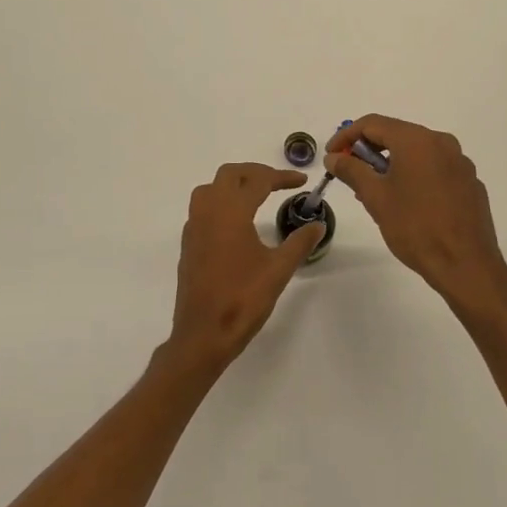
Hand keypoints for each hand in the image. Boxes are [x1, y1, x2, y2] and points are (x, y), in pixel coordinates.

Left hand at [168, 163, 322, 369]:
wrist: (203, 333)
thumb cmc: (242, 299)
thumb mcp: (278, 270)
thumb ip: (299, 243)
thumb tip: (317, 225)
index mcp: (231, 211)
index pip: (257, 180)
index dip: (282, 177)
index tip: (302, 181)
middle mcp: (208, 211)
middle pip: (229, 175)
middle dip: (255, 173)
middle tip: (279, 183)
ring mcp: (194, 226)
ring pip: (210, 188)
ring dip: (233, 184)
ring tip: (256, 195)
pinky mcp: (189, 243)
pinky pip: (202, 208)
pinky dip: (220, 202)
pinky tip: (236, 221)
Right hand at [325, 115, 506, 322]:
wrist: (466, 266)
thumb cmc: (415, 227)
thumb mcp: (375, 197)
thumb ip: (351, 170)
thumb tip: (334, 157)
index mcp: (417, 140)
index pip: (372, 123)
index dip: (346, 136)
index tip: (331, 155)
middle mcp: (442, 142)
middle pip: (396, 134)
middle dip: (369, 150)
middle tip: (350, 172)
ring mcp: (460, 162)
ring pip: (417, 152)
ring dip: (391, 163)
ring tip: (374, 190)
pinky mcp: (470, 182)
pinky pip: (435, 168)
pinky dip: (415, 175)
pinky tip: (406, 202)